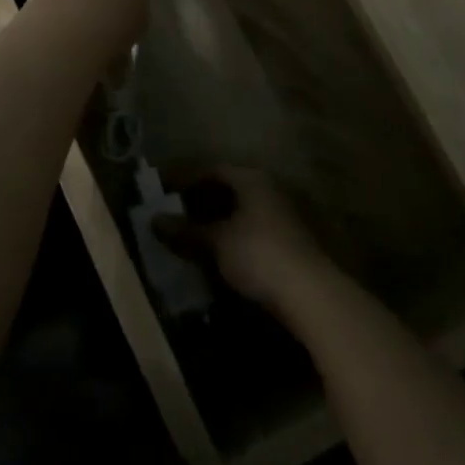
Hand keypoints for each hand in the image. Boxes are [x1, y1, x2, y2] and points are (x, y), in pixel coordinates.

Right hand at [160, 167, 333, 319]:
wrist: (311, 295)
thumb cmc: (258, 254)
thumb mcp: (216, 242)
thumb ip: (185, 230)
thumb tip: (153, 220)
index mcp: (251, 179)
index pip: (211, 169)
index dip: (184, 178)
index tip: (161, 190)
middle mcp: (268, 189)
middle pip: (227, 188)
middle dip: (198, 200)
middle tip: (172, 212)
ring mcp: (281, 216)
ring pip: (239, 211)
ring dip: (214, 220)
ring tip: (189, 235)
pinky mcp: (287, 243)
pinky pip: (249, 230)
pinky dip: (229, 236)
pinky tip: (215, 253)